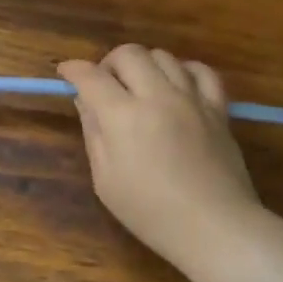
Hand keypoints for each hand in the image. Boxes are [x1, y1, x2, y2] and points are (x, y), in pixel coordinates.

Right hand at [58, 45, 264, 267]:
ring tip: (139, 87)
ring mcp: (191, 99)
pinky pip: (201, 71)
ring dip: (144, 65)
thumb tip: (85, 101)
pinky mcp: (217, 109)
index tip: (65, 73)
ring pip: (163, 56)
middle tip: (104, 85)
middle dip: (108, 63)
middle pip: (129, 54)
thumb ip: (93, 133)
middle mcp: (157, 96)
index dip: (73, 69)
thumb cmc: (150, 212)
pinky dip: (183, 70)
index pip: (91, 76)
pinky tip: (176, 85)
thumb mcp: (105, 179)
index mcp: (123, 116)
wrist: (214, 227)